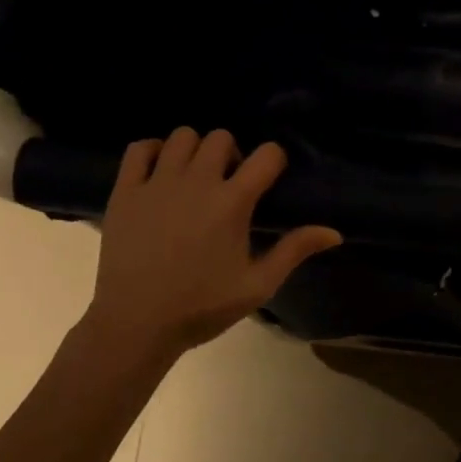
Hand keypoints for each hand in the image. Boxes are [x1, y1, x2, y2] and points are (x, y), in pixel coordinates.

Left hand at [87, 128, 340, 356]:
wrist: (134, 326)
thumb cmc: (201, 307)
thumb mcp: (257, 285)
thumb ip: (294, 251)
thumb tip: (334, 232)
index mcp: (232, 202)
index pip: (267, 154)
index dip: (273, 161)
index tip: (267, 180)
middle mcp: (197, 182)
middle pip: (222, 137)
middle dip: (231, 154)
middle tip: (227, 183)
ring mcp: (157, 183)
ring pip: (182, 136)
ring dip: (194, 151)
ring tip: (192, 178)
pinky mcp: (125, 190)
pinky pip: (139, 148)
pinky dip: (152, 152)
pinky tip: (159, 174)